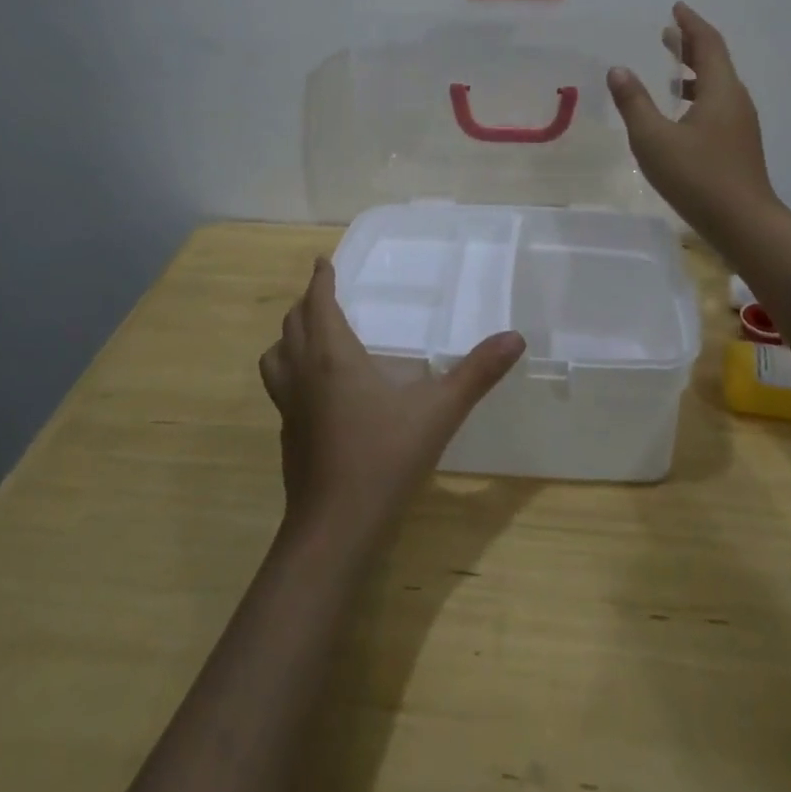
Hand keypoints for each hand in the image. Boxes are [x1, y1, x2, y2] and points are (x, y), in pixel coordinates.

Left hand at [259, 258, 525, 544]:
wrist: (334, 529)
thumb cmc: (384, 458)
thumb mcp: (439, 412)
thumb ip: (477, 373)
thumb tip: (515, 338)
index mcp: (332, 356)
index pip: (318, 303)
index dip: (320, 279)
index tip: (324, 262)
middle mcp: (303, 373)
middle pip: (292, 324)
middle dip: (307, 303)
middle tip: (325, 294)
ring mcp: (289, 407)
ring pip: (275, 356)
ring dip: (289, 337)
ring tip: (310, 336)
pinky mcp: (287, 435)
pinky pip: (280, 387)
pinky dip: (290, 372)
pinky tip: (316, 391)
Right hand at [607, 1, 781, 243]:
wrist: (744, 224)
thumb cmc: (697, 177)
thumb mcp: (654, 139)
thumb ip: (634, 103)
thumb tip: (618, 70)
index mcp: (720, 91)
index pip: (708, 44)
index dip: (691, 24)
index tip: (676, 8)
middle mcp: (735, 100)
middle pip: (715, 61)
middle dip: (691, 44)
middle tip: (668, 33)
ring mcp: (740, 124)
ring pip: (718, 84)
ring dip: (695, 71)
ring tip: (672, 69)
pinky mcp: (738, 144)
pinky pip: (718, 104)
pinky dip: (699, 94)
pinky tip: (681, 112)